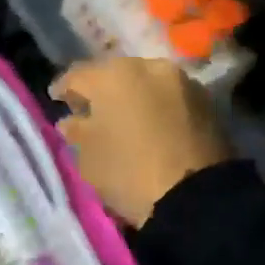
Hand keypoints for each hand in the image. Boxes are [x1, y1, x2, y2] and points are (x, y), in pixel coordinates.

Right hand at [50, 57, 233, 226]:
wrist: (196, 197)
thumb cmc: (129, 173)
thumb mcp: (89, 157)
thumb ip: (77, 132)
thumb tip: (72, 121)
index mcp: (114, 75)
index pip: (78, 75)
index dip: (64, 88)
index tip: (57, 99)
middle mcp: (149, 67)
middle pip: (116, 75)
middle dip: (102, 90)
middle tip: (90, 110)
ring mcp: (182, 83)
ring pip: (147, 84)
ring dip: (133, 97)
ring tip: (123, 120)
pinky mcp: (207, 103)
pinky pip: (170, 100)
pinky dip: (157, 108)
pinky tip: (151, 126)